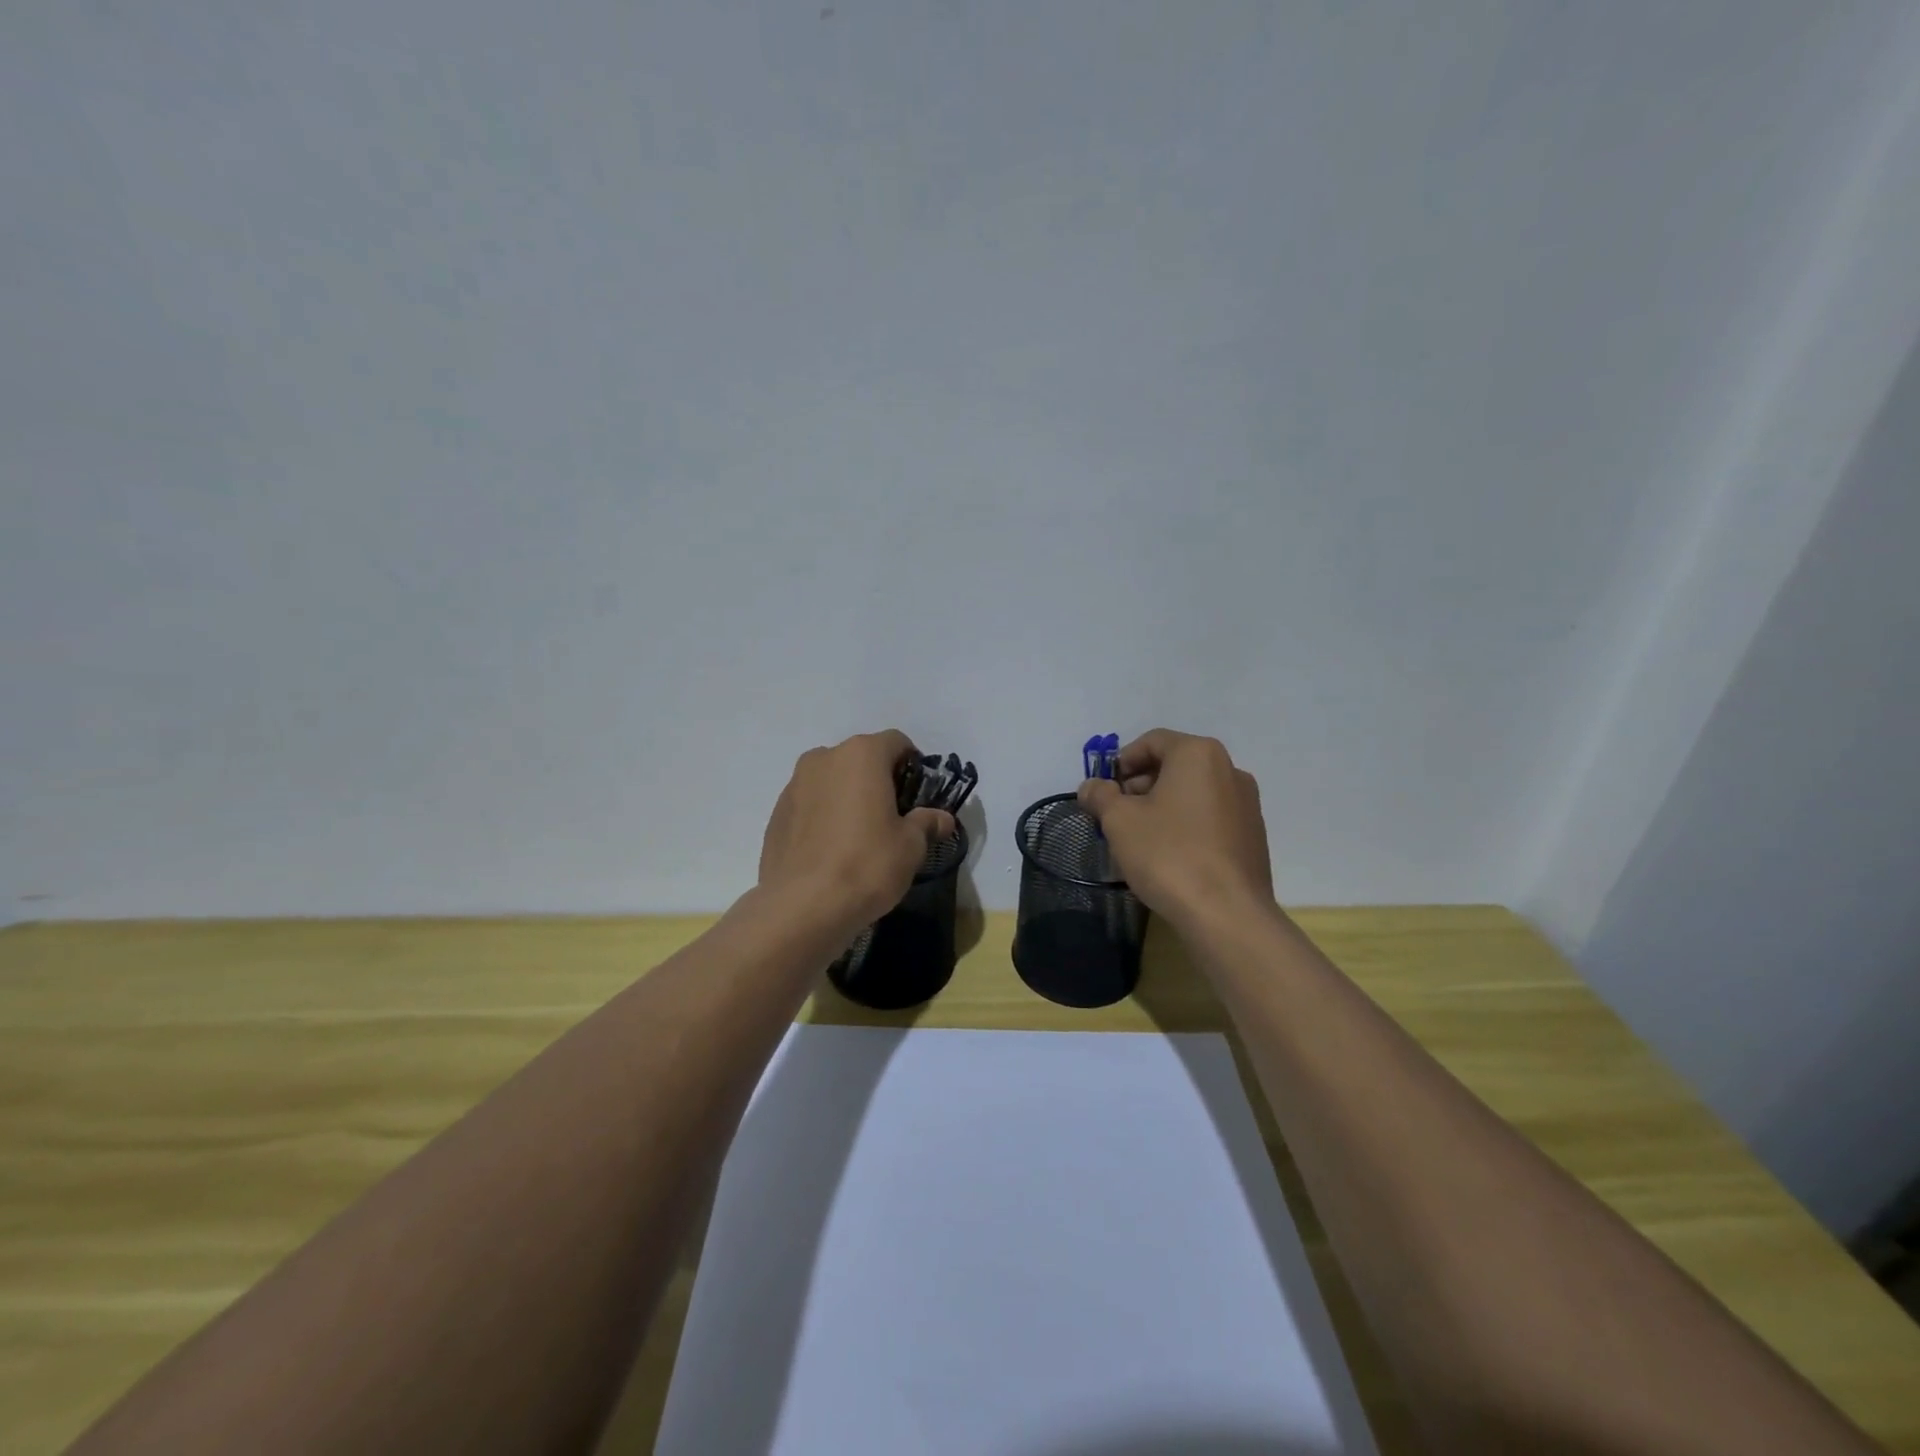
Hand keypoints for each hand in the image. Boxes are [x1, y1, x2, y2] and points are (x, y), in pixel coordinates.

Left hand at [758, 731, 955, 930]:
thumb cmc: (867, 864)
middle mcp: (824, 758)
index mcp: (861, 755)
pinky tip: (831, 850)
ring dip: (847, 796)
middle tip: (892, 816)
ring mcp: (794, 784)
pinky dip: (823, 816)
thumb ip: (926, 823)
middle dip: (878, 780)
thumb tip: (942, 818)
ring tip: (859, 835)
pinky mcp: (776, 813)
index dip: (912, 765)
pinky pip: (809, 804)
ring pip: (831, 780)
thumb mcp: (910, 846)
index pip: (896, 742)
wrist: (802, 906)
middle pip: (860, 758)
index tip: (919, 795)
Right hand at [1077, 729, 1273, 928]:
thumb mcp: (1119, 821)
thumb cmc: (1168, 854)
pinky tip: (1171, 855)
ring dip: (1163, 806)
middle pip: (1175, 765)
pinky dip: (1187, 825)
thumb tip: (1091, 787)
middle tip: (1118, 815)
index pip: (1153, 741)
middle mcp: (1229, 769)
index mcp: (1198, 755)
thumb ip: (1101, 796)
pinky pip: (1211, 817)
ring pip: (1194, 793)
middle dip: (1142, 785)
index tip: (1106, 789)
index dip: (1122, 761)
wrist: (1226, 913)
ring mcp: (1247, 804)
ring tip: (1141, 838)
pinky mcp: (1253, 836)